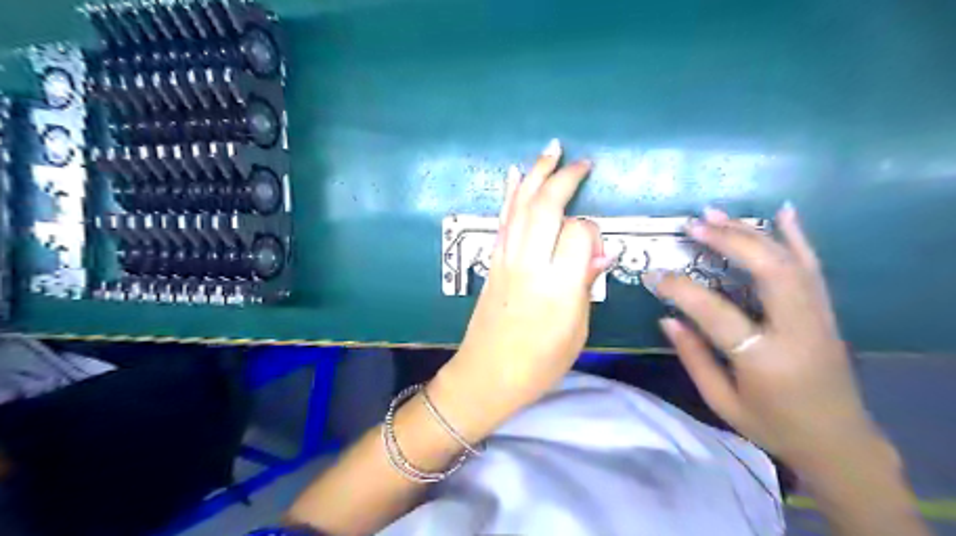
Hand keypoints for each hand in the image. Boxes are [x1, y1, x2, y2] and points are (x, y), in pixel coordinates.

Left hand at [436, 139, 608, 434]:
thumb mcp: (577, 332)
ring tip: (551, 149)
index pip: (579, 233)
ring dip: (536, 174)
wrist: (485, 376)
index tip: (595, 248)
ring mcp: (506, 260)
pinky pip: (503, 220)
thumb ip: (586, 285)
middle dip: (565, 178)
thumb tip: (598, 252)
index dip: (592, 232)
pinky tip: (515, 174)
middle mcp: (530, 265)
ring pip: (522, 206)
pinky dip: (510, 194)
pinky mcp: (492, 261)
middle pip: (547, 207)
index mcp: (558, 287)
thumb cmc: (538, 365)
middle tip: (581, 162)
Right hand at [655, 206, 884, 469]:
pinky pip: (813, 267)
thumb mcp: (722, 401)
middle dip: (728, 241)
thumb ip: (693, 357)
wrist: (838, 442)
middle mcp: (797, 329)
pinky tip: (783, 212)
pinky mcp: (826, 312)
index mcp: (765, 358)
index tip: (653, 275)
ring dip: (751, 232)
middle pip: (768, 270)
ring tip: (716, 213)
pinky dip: (798, 236)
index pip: (715, 312)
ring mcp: (818, 317)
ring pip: (789, 261)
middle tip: (692, 225)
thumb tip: (667, 317)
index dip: (680, 290)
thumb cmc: (773, 425)